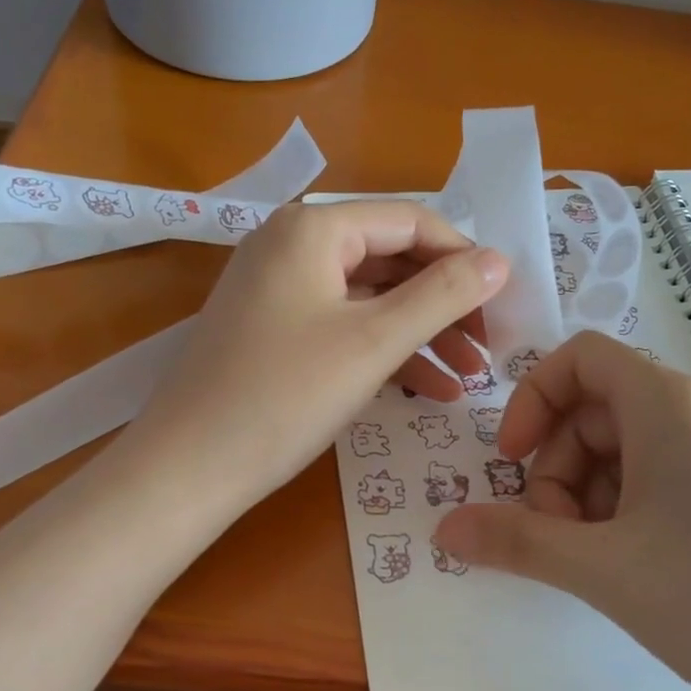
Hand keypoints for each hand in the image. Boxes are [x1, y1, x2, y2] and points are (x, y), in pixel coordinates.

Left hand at [120, 201, 508, 516]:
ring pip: (369, 297)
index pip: (411, 222)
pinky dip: (383, 350)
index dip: (463, 259)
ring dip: (421, 333)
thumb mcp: (374, 343)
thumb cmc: (284, 396)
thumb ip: (442, 295)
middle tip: (487, 349)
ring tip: (468, 378)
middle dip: (444, 304)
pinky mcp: (271, 327)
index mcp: (313, 228)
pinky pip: (341, 324)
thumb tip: (499, 259)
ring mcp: (277, 287)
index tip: (503, 304)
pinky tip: (427, 389)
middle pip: (390, 259)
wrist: (186, 469)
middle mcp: (292, 243)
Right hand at [432, 331, 690, 690]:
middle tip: (553, 538)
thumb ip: (516, 543)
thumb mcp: (604, 569)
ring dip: (590, 500)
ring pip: (630, 455)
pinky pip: (668, 489)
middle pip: (597, 411)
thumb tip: (443, 528)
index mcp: (665, 404)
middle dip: (556, 468)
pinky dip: (630, 519)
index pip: (579, 357)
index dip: (531, 400)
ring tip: (594, 567)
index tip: (510, 462)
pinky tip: (637, 577)